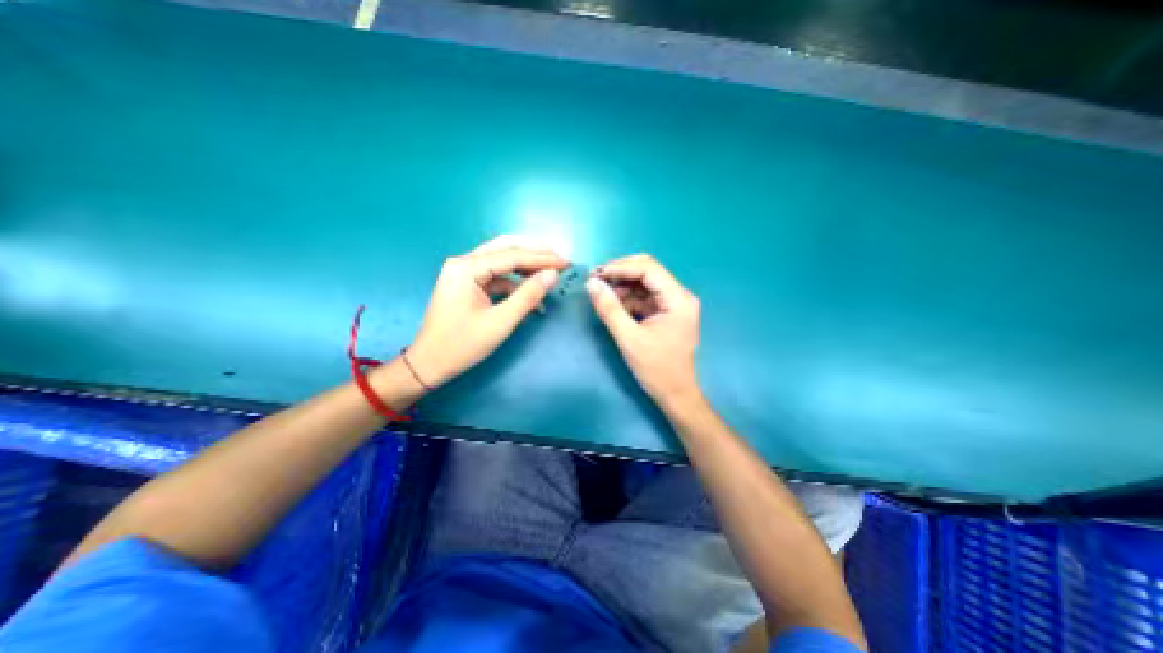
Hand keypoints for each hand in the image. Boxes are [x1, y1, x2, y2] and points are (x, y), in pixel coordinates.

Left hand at [406, 234, 571, 384]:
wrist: (429, 364)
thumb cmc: (462, 345)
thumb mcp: (500, 322)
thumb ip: (528, 296)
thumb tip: (552, 275)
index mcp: (467, 268)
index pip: (512, 255)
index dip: (542, 259)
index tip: (566, 263)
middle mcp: (464, 263)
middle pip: (505, 248)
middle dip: (535, 253)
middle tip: (560, 260)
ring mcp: (464, 273)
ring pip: (501, 260)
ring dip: (526, 266)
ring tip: (550, 272)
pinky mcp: (467, 284)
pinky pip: (496, 277)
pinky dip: (515, 283)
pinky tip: (530, 293)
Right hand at [591, 253, 697, 406]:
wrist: (675, 394)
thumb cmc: (657, 370)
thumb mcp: (629, 339)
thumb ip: (609, 309)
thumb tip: (591, 283)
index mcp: (678, 299)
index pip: (649, 269)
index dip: (621, 267)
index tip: (596, 274)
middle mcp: (679, 296)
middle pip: (648, 271)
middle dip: (620, 273)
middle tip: (596, 280)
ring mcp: (673, 304)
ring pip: (644, 283)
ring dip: (622, 285)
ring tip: (601, 294)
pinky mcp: (665, 312)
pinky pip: (644, 297)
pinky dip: (627, 298)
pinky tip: (613, 304)